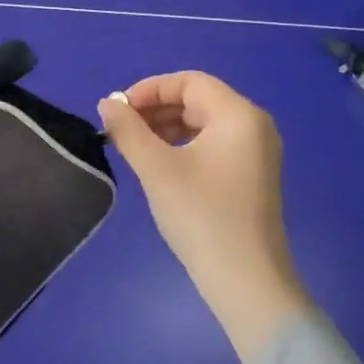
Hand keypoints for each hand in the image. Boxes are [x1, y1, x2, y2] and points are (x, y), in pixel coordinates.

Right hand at [99, 73, 310, 363]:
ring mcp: (256, 152)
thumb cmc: (201, 216)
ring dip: (166, 127)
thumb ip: (128, 130)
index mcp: (238, 115)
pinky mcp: (251, 176)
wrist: (246, 281)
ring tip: (133, 147)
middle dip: (155, 109)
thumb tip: (107, 104)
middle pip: (197, 100)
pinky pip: (212, 144)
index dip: (149, 89)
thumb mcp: (157, 168)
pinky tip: (158, 164)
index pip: (189, 82)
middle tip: (120, 130)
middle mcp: (253, 126)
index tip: (117, 111)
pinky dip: (182, 145)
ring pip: (203, 123)